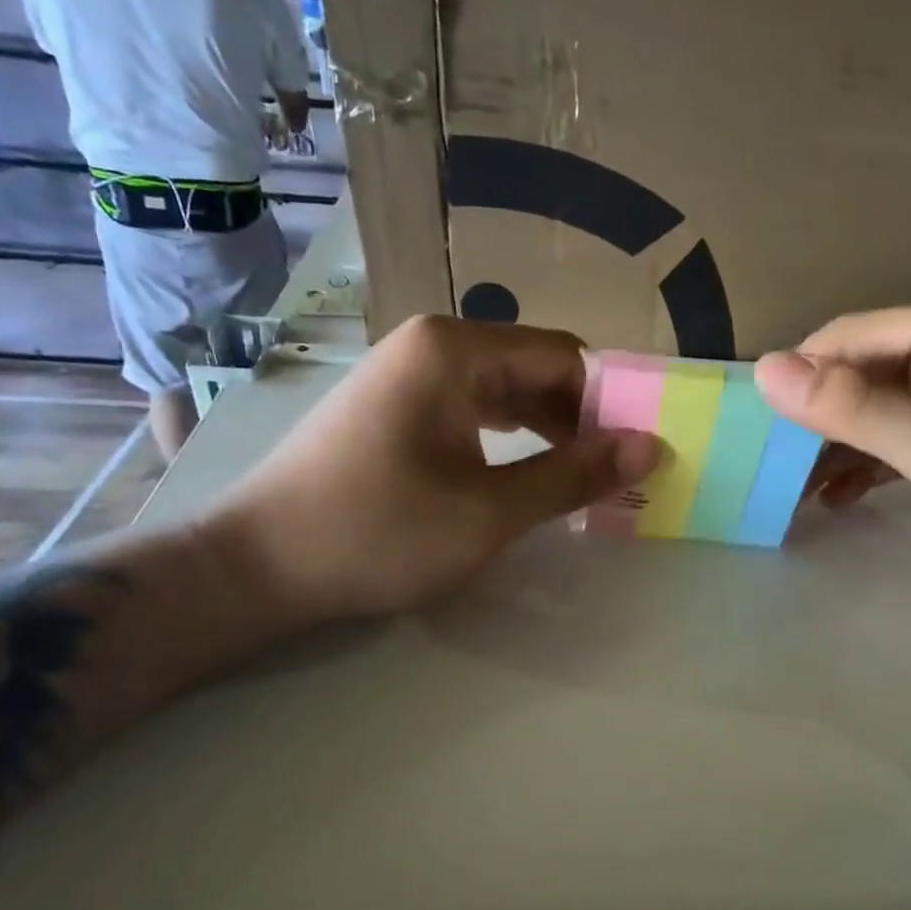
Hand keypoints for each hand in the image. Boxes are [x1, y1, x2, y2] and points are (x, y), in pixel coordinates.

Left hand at [203, 317, 661, 621]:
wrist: (258, 566)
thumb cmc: (378, 533)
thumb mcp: (490, 511)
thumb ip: (574, 475)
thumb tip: (652, 447)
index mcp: (456, 350)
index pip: (565, 356)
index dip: (612, 401)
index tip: (643, 449)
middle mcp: (432, 344)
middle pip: (535, 367)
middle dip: (582, 417)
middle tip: (619, 471)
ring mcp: (407, 371)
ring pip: (505, 389)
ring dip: (548, 429)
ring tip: (583, 477)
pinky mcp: (394, 404)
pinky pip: (471, 407)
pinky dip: (509, 436)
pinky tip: (526, 470)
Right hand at [754, 302, 910, 605]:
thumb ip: (858, 409)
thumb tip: (765, 370)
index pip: (848, 337)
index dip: (799, 378)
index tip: (758, 432)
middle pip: (856, 371)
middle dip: (811, 418)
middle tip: (770, 468)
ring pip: (868, 408)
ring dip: (829, 446)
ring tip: (791, 490)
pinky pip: (890, 439)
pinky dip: (859, 465)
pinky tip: (834, 499)